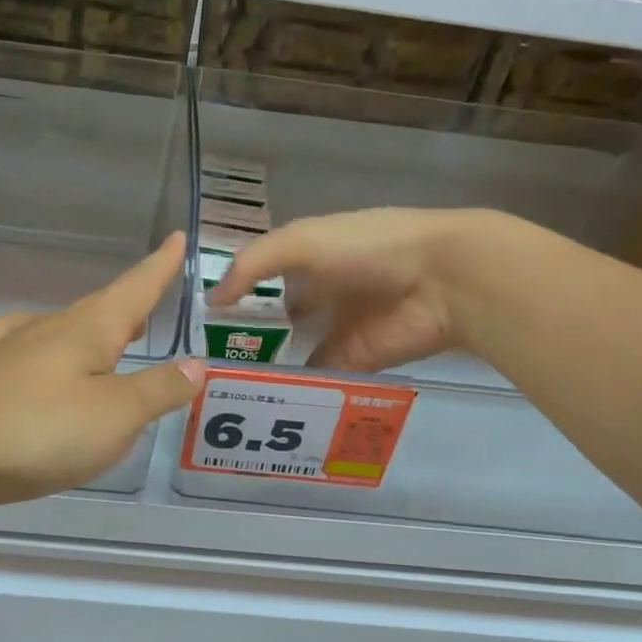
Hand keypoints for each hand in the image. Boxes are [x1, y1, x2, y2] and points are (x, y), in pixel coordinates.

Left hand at [0, 234, 204, 508]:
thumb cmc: (41, 429)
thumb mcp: (116, 414)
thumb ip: (159, 389)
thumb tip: (196, 364)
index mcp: (90, 330)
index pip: (134, 290)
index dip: (159, 267)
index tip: (177, 238)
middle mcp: (52, 329)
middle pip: (100, 307)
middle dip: (130, 301)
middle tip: (153, 296)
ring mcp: (14, 351)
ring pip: (64, 327)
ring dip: (93, 326)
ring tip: (110, 337)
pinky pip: (27, 348)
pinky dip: (47, 348)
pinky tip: (38, 357)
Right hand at [209, 209, 494, 373]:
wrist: (443, 280)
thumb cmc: (369, 248)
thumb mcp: (302, 241)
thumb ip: (253, 266)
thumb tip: (211, 301)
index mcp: (312, 255)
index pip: (264, 275)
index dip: (235, 292)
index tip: (198, 316)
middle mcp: (323, 291)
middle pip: (277, 317)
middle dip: (247, 334)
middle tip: (204, 360)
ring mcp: (338, 328)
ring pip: (293, 350)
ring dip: (266, 365)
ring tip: (222, 386)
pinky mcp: (354, 362)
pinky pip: (317, 378)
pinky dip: (294, 388)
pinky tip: (259, 400)